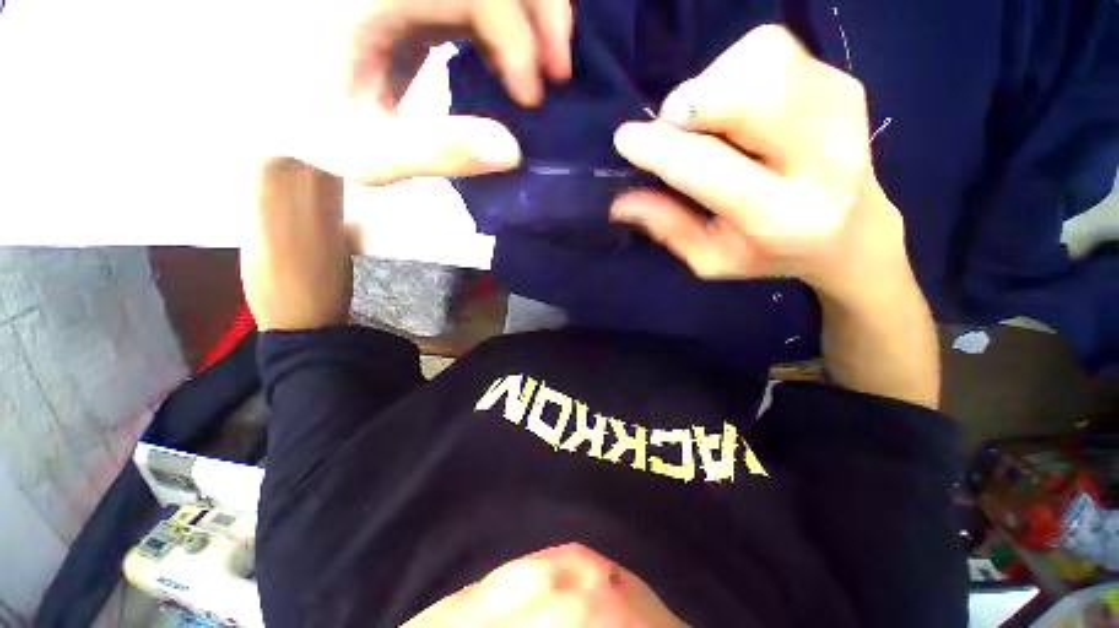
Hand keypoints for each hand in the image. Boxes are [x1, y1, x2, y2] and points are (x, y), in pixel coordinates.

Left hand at [261, 0, 572, 184]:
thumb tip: (512, 151)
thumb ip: (437, 153)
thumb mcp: (368, 153)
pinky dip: (514, 20)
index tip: (531, 100)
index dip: (517, 38)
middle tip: (560, 73)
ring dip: (536, 11)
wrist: (272, 88)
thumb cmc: (311, 122)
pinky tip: (519, 58)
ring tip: (549, 65)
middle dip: (543, 11)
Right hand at [610, 24, 907, 301]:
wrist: (852, 231)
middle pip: (749, 93)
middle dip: (690, 105)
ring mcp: (842, 110)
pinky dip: (736, 72)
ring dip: (712, 85)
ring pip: (760, 58)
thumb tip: (620, 202)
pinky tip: (739, 110)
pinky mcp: (845, 82)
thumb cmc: (769, 253)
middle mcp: (823, 159)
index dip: (662, 149)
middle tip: (674, 129)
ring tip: (710, 123)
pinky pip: (771, 49)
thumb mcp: (710, 259)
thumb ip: (668, 228)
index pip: (711, 170)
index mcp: (781, 218)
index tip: (626, 139)